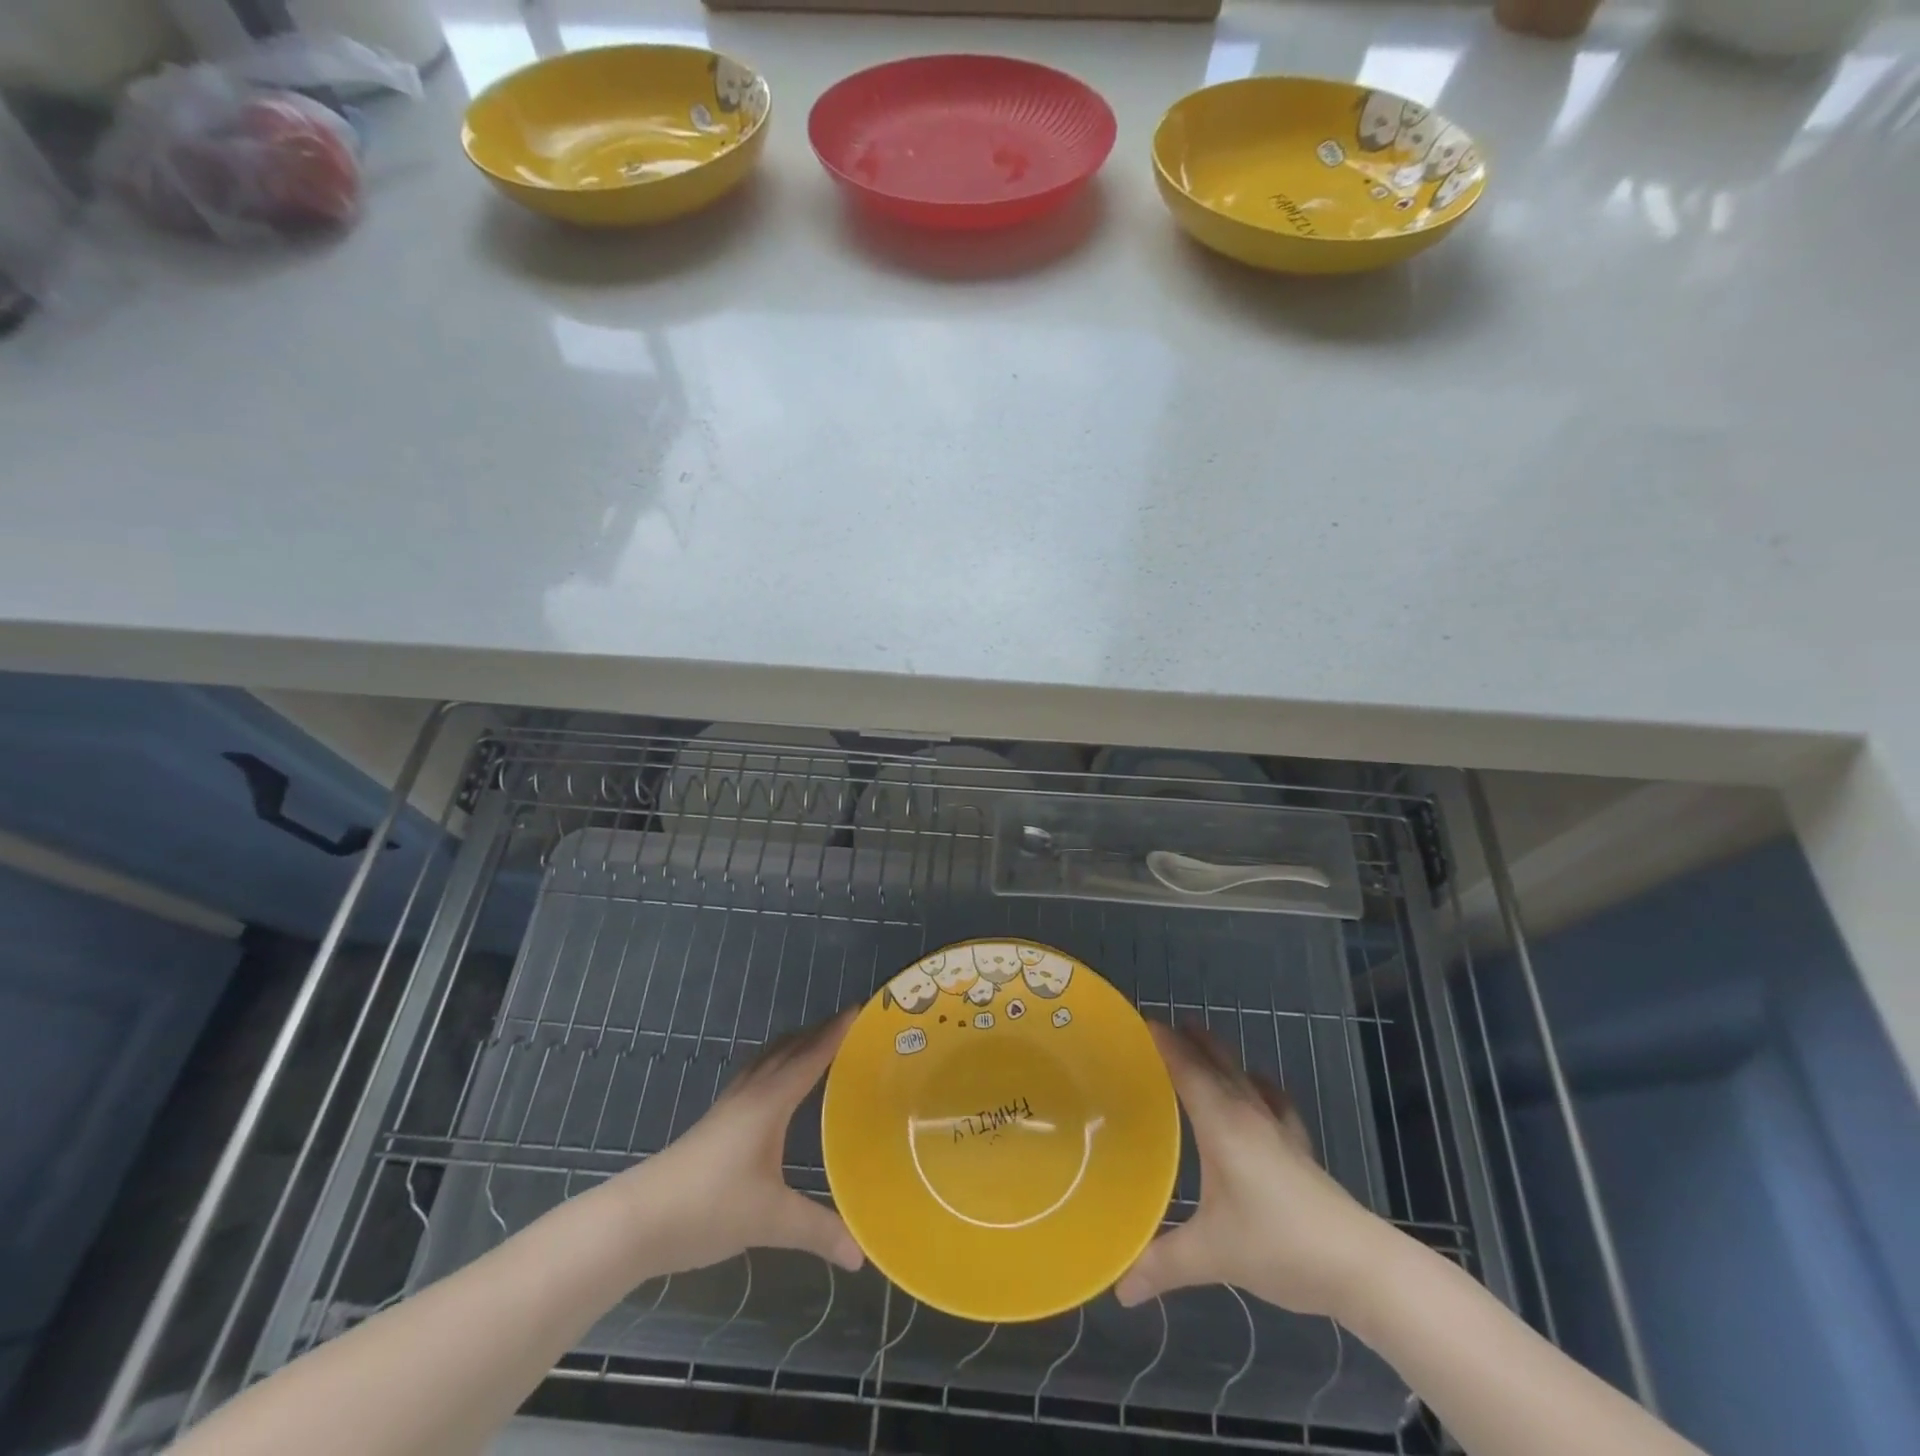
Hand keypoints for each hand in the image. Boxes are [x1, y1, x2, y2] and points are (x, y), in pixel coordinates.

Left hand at [616, 1010, 863, 1276]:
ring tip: (819, 1045)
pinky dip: (776, 1063)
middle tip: (851, 1026)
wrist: (638, 1219)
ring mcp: (730, 1104)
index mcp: (770, 1101)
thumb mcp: (770, 1221)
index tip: (862, 1008)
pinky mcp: (716, 1120)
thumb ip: (818, 1231)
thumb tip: (860, 1253)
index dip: (837, 1032)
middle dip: (820, 1032)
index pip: (811, 1056)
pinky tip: (777, 1085)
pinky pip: (755, 1073)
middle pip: (789, 1047)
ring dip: (795, 1044)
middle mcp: (752, 1092)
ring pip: (768, 1057)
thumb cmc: (709, 1207)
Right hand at [1115, 1022, 1394, 1318]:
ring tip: (1199, 1043)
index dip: (1164, 1042)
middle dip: (1188, 1040)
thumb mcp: (1213, 1255)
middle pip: (1215, 1062)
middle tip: (1160, 1028)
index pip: (1186, 1068)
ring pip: (1242, 1075)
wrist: (1359, 1266)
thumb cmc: (1279, 1246)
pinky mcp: (1299, 1147)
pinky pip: (1272, 1099)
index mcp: (1222, 1123)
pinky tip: (1256, 1086)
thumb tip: (1119, 1288)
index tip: (1139, 1022)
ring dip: (1219, 1055)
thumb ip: (1163, 1265)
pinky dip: (1257, 1084)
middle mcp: (1248, 1113)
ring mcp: (1278, 1128)